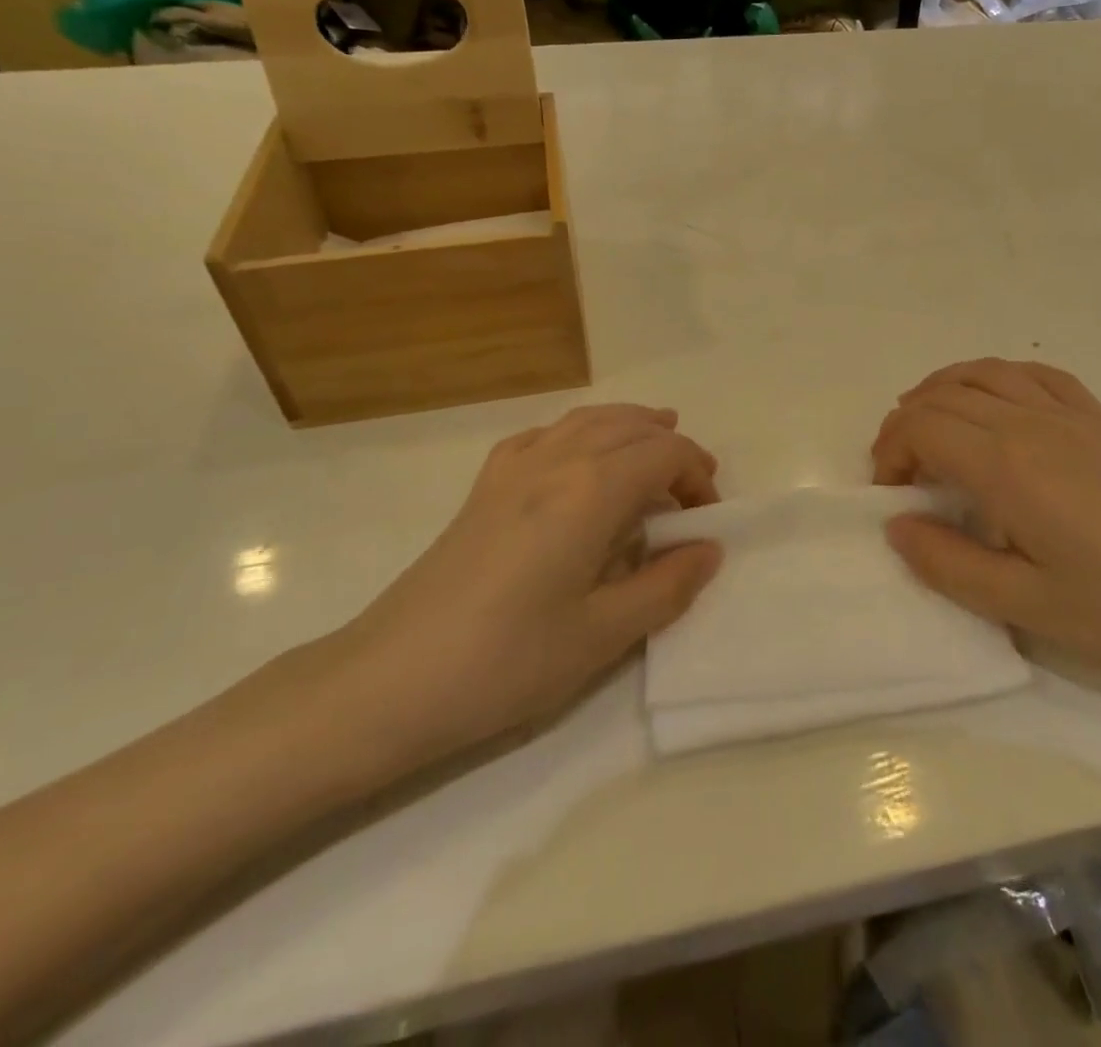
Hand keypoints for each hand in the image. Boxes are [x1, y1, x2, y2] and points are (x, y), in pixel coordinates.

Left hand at [328, 405, 722, 773]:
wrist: (390, 680)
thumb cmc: (506, 661)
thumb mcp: (602, 636)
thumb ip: (665, 586)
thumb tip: (709, 550)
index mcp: (590, 491)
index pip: (663, 455)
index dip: (697, 477)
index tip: (708, 520)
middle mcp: (554, 461)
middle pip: (628, 428)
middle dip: (670, 447)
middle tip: (694, 484)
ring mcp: (513, 469)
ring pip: (585, 420)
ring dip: (628, 425)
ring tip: (654, 438)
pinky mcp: (483, 488)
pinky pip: (541, 435)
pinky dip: (576, 431)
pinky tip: (578, 454)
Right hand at [873, 359, 1100, 694]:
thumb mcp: (1026, 607)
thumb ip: (948, 564)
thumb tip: (897, 525)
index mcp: (1008, 466)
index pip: (921, 427)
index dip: (890, 453)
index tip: (892, 496)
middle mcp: (1032, 423)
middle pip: (943, 395)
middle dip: (906, 425)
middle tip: (903, 474)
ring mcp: (1071, 414)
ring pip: (984, 372)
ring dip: (942, 392)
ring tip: (932, 430)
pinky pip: (1036, 374)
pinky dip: (997, 377)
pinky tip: (995, 404)